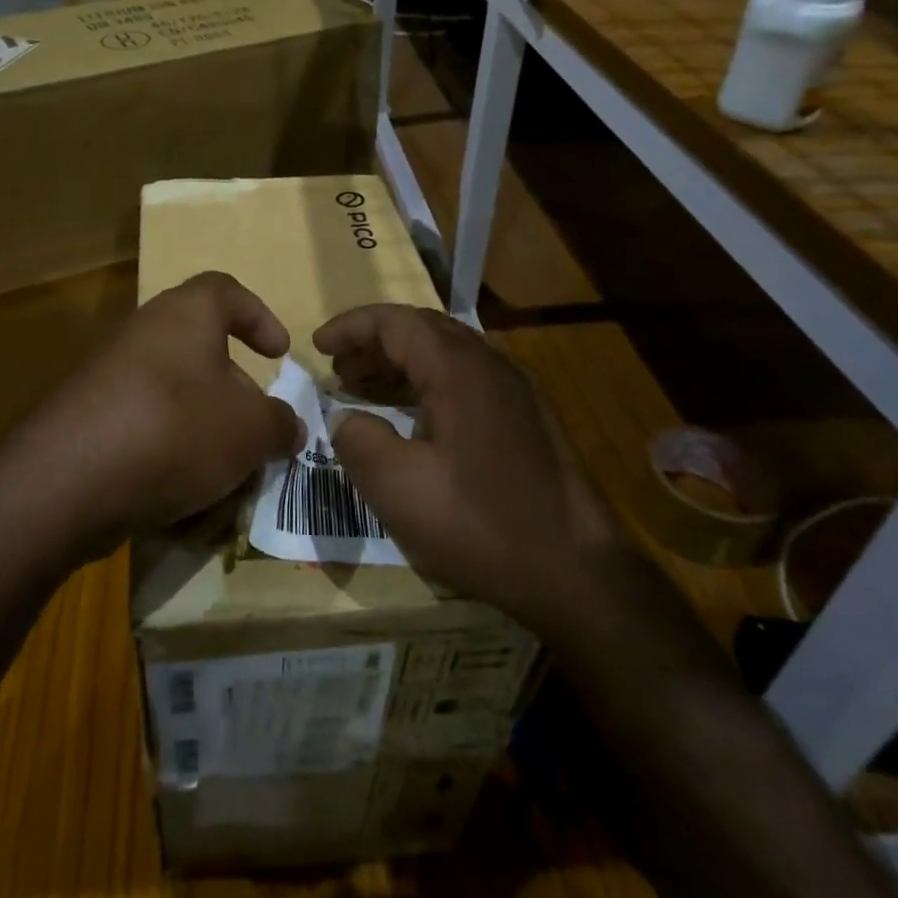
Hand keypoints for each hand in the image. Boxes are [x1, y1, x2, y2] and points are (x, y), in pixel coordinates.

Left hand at [0, 271, 301, 564]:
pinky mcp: (85, 413)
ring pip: (170, 386)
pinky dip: (165, 442)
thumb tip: (288, 426)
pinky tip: (180, 483)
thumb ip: (279, 424)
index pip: (226, 290)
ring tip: (223, 462)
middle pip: (198, 343)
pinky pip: (140, 418)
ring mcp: (107, 371)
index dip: (258, 316)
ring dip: (201, 418)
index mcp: (185, 313)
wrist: (71, 478)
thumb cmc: (176, 429)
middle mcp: (143, 330)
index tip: (279, 353)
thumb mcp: (250, 430)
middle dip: (232, 383)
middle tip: (254, 422)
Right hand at [313, 305, 622, 631]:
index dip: (351, 328)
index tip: (317, 346)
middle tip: (337, 369)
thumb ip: (358, 440)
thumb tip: (345, 418)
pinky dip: (428, 383)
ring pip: (446, 354)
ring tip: (363, 389)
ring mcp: (517, 390)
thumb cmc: (482, 525)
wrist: (580, 575)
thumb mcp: (398, 488)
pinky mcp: (528, 417)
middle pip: (422, 329)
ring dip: (400, 363)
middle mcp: (492, 364)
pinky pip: (467, 378)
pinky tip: (411, 417)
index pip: (395, 322)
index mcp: (460, 369)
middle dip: (373, 342)